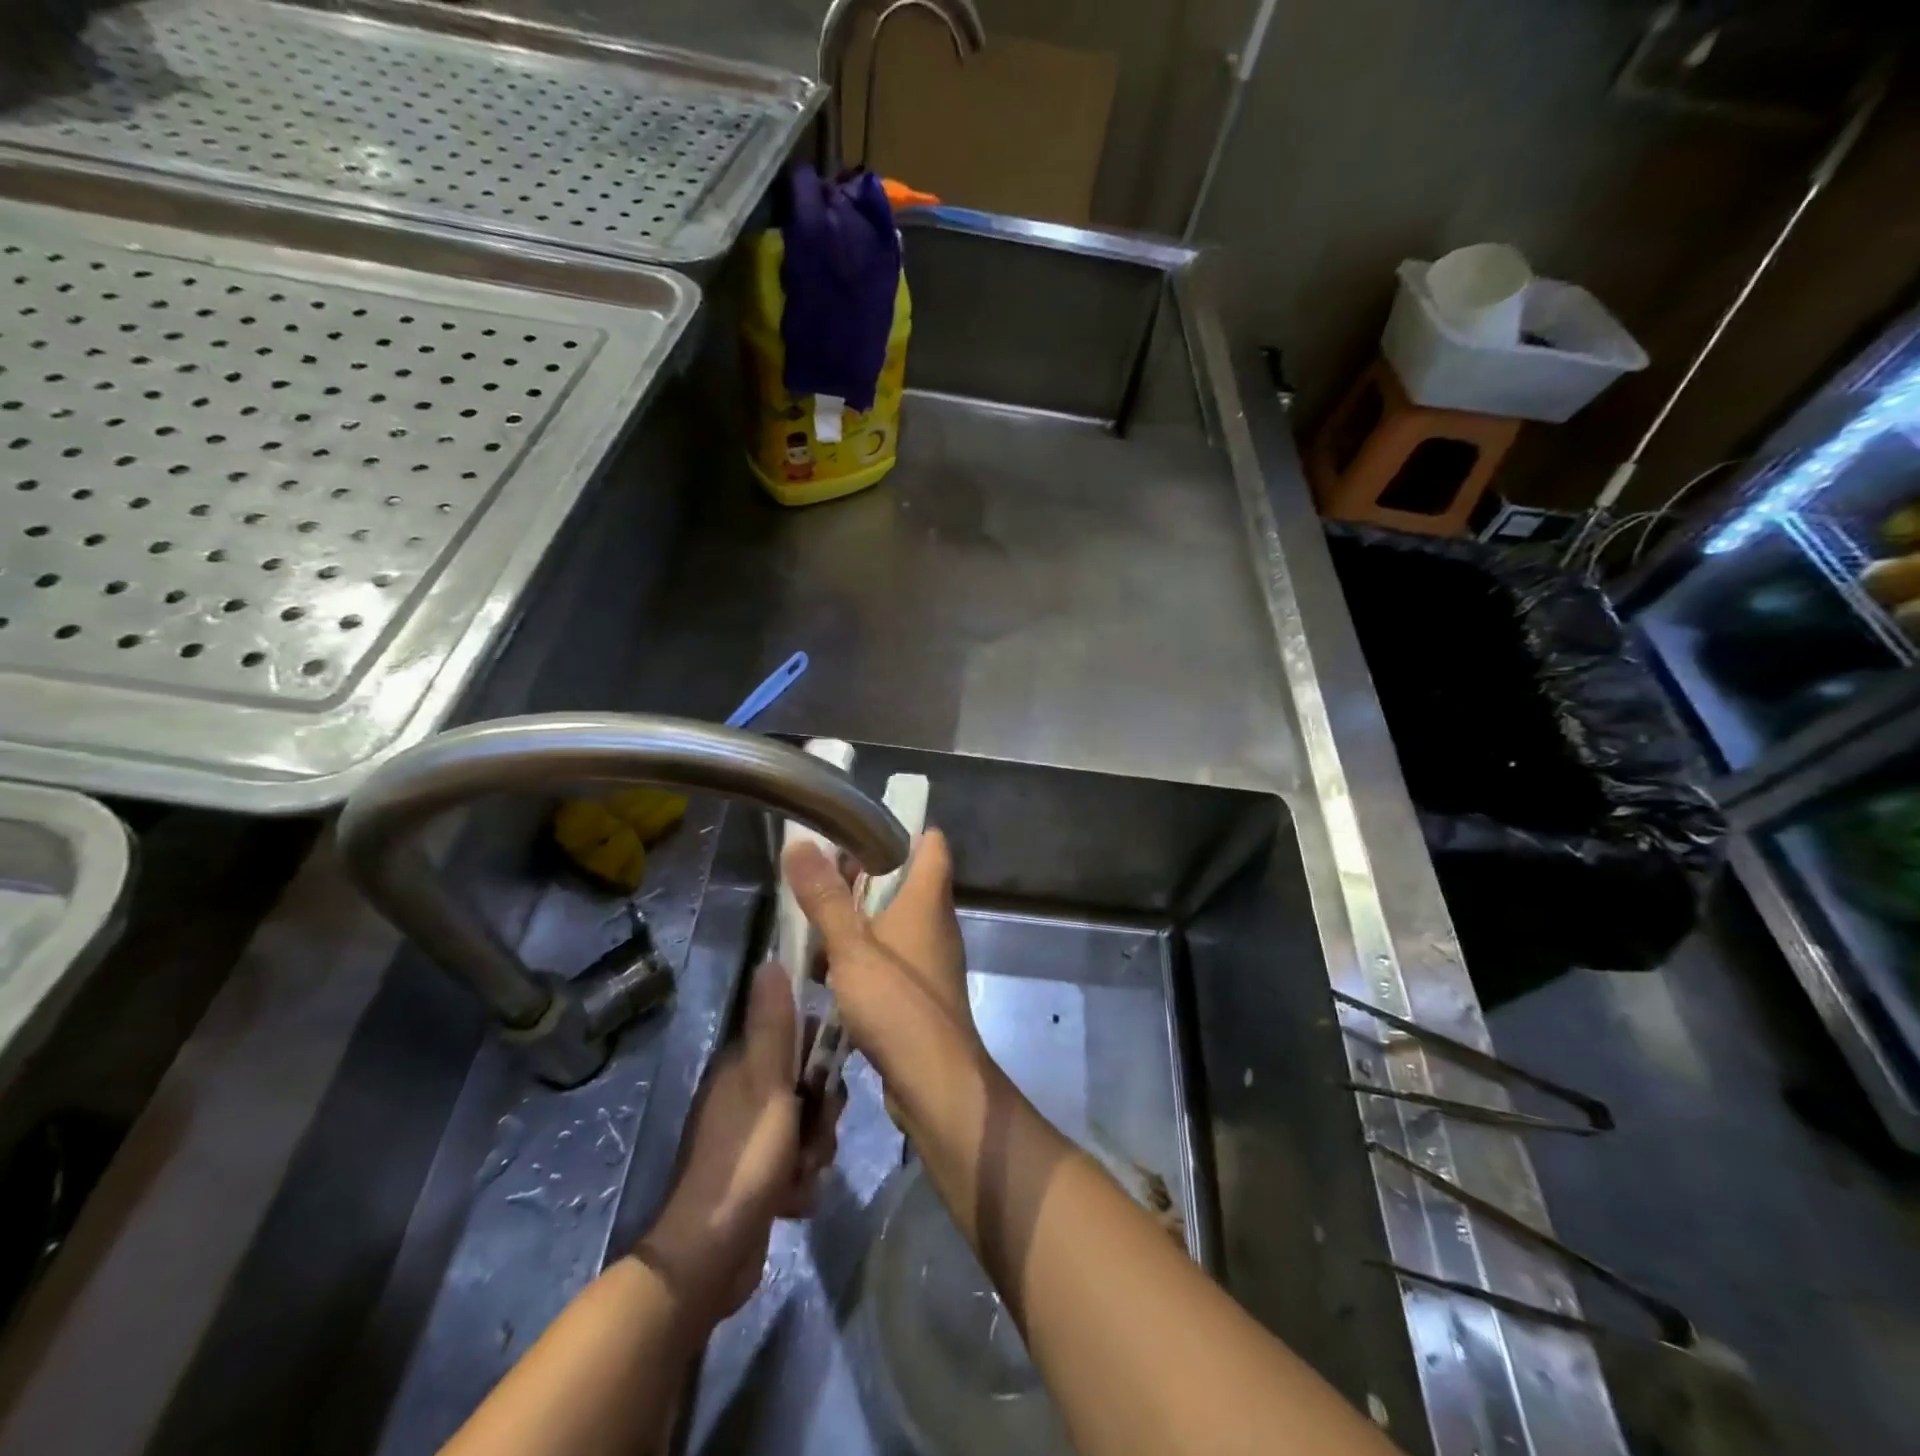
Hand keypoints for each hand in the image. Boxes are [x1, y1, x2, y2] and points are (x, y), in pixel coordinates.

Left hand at [636, 965, 839, 1322]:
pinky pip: (801, 1164)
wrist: (710, 1258)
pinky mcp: (761, 1178)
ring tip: (802, 1174)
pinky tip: (794, 1201)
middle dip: (823, 1112)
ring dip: (816, 1151)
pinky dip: (803, 1182)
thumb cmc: (744, 1159)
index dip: (821, 1052)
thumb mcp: (766, 1084)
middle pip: (810, 1084)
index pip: (797, 1036)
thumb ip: (774, 1026)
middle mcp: (747, 1096)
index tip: (830, 1074)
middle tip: (815, 1132)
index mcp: (743, 1067)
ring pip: (810, 1126)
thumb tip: (770, 960)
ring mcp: (753, 1139)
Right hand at [783, 831, 986, 1136]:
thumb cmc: (898, 1006)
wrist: (935, 1083)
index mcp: (927, 899)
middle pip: (905, 879)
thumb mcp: (852, 948)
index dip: (901, 826)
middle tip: (819, 873)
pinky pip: (889, 957)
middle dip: (864, 873)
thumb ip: (825, 898)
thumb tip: (800, 842)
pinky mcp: (919, 991)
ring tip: (813, 919)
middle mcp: (934, 922)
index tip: (858, 824)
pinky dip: (863, 954)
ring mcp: (929, 958)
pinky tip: (827, 970)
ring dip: (858, 917)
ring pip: (893, 920)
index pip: (930, 842)